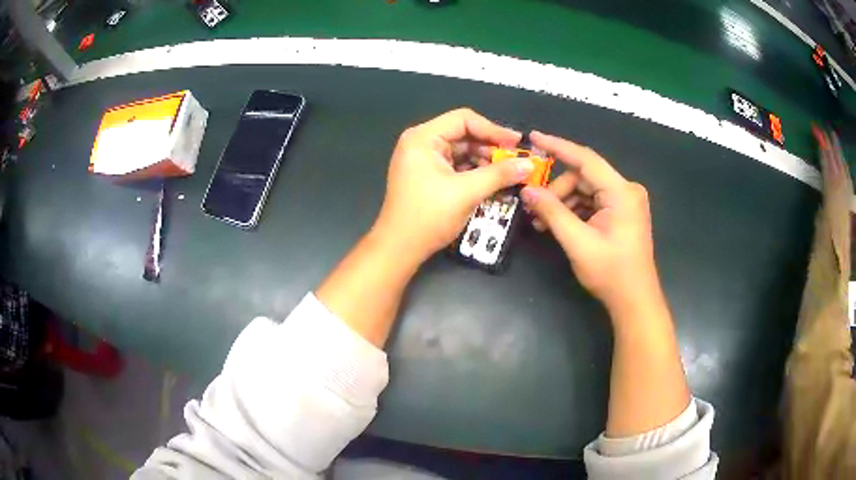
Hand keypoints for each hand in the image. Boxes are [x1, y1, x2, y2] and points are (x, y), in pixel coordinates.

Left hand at [371, 108, 528, 264]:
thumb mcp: (467, 192)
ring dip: (484, 161)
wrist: (399, 248)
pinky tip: (492, 181)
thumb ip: (500, 175)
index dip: (493, 129)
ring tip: (508, 173)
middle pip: (462, 134)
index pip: (464, 120)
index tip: (516, 143)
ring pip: (461, 151)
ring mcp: (422, 160)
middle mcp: (420, 143)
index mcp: (423, 138)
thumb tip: (529, 165)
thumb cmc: (429, 216)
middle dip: (490, 147)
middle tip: (516, 160)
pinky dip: (473, 172)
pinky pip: (455, 165)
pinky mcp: (426, 175)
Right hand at [521, 131, 659, 315]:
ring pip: (586, 190)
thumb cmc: (611, 273)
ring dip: (563, 203)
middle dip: (557, 190)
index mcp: (621, 192)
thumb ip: (552, 212)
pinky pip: (593, 202)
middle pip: (583, 177)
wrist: (635, 301)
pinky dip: (575, 211)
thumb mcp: (578, 242)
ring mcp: (626, 202)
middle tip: (534, 208)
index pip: (585, 159)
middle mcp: (626, 190)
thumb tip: (527, 191)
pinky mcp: (622, 213)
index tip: (533, 137)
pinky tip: (558, 225)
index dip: (557, 146)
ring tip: (542, 222)